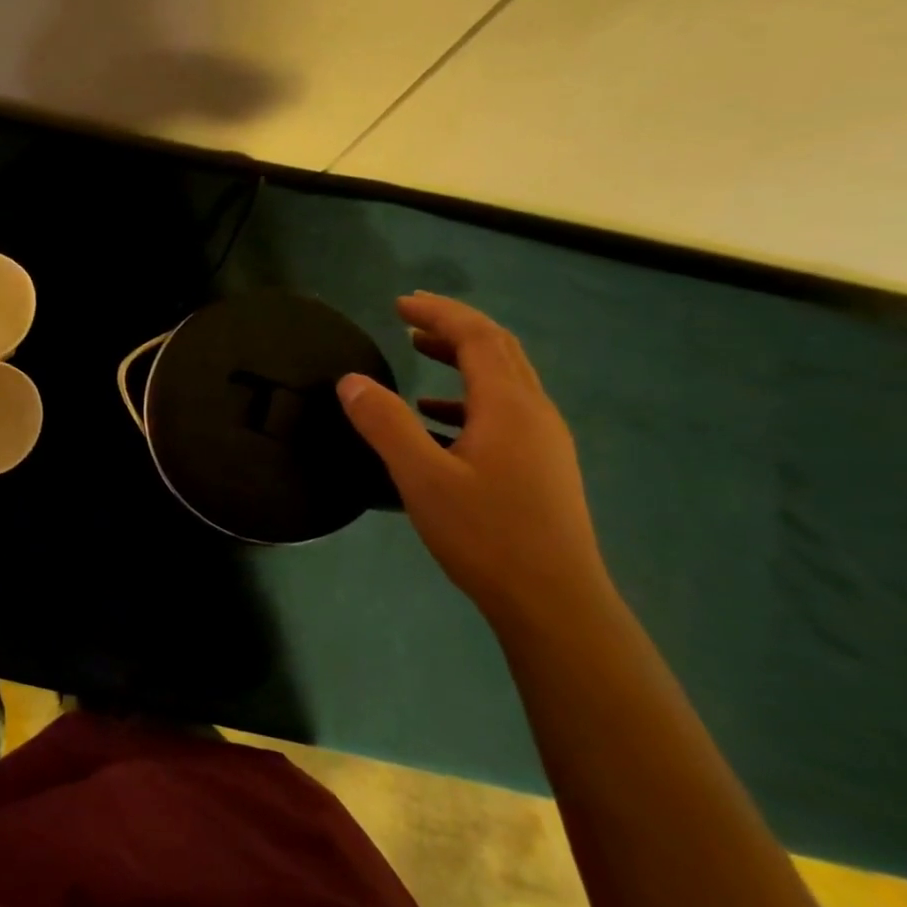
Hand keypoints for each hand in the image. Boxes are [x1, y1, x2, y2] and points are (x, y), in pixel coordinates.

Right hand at [337, 292, 613, 628]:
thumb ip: (385, 424)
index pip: (477, 337)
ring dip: (462, 358)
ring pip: (504, 379)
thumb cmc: (486, 535)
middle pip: (498, 349)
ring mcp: (544, 441)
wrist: (555, 603)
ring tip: (419, 352)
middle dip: (453, 326)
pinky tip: (438, 418)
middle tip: (409, 317)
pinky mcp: (542, 467)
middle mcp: (535, 413)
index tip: (399, 304)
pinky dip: (467, 397)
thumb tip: (351, 380)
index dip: (438, 313)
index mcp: (509, 405)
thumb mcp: (422, 477)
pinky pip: (504, 411)